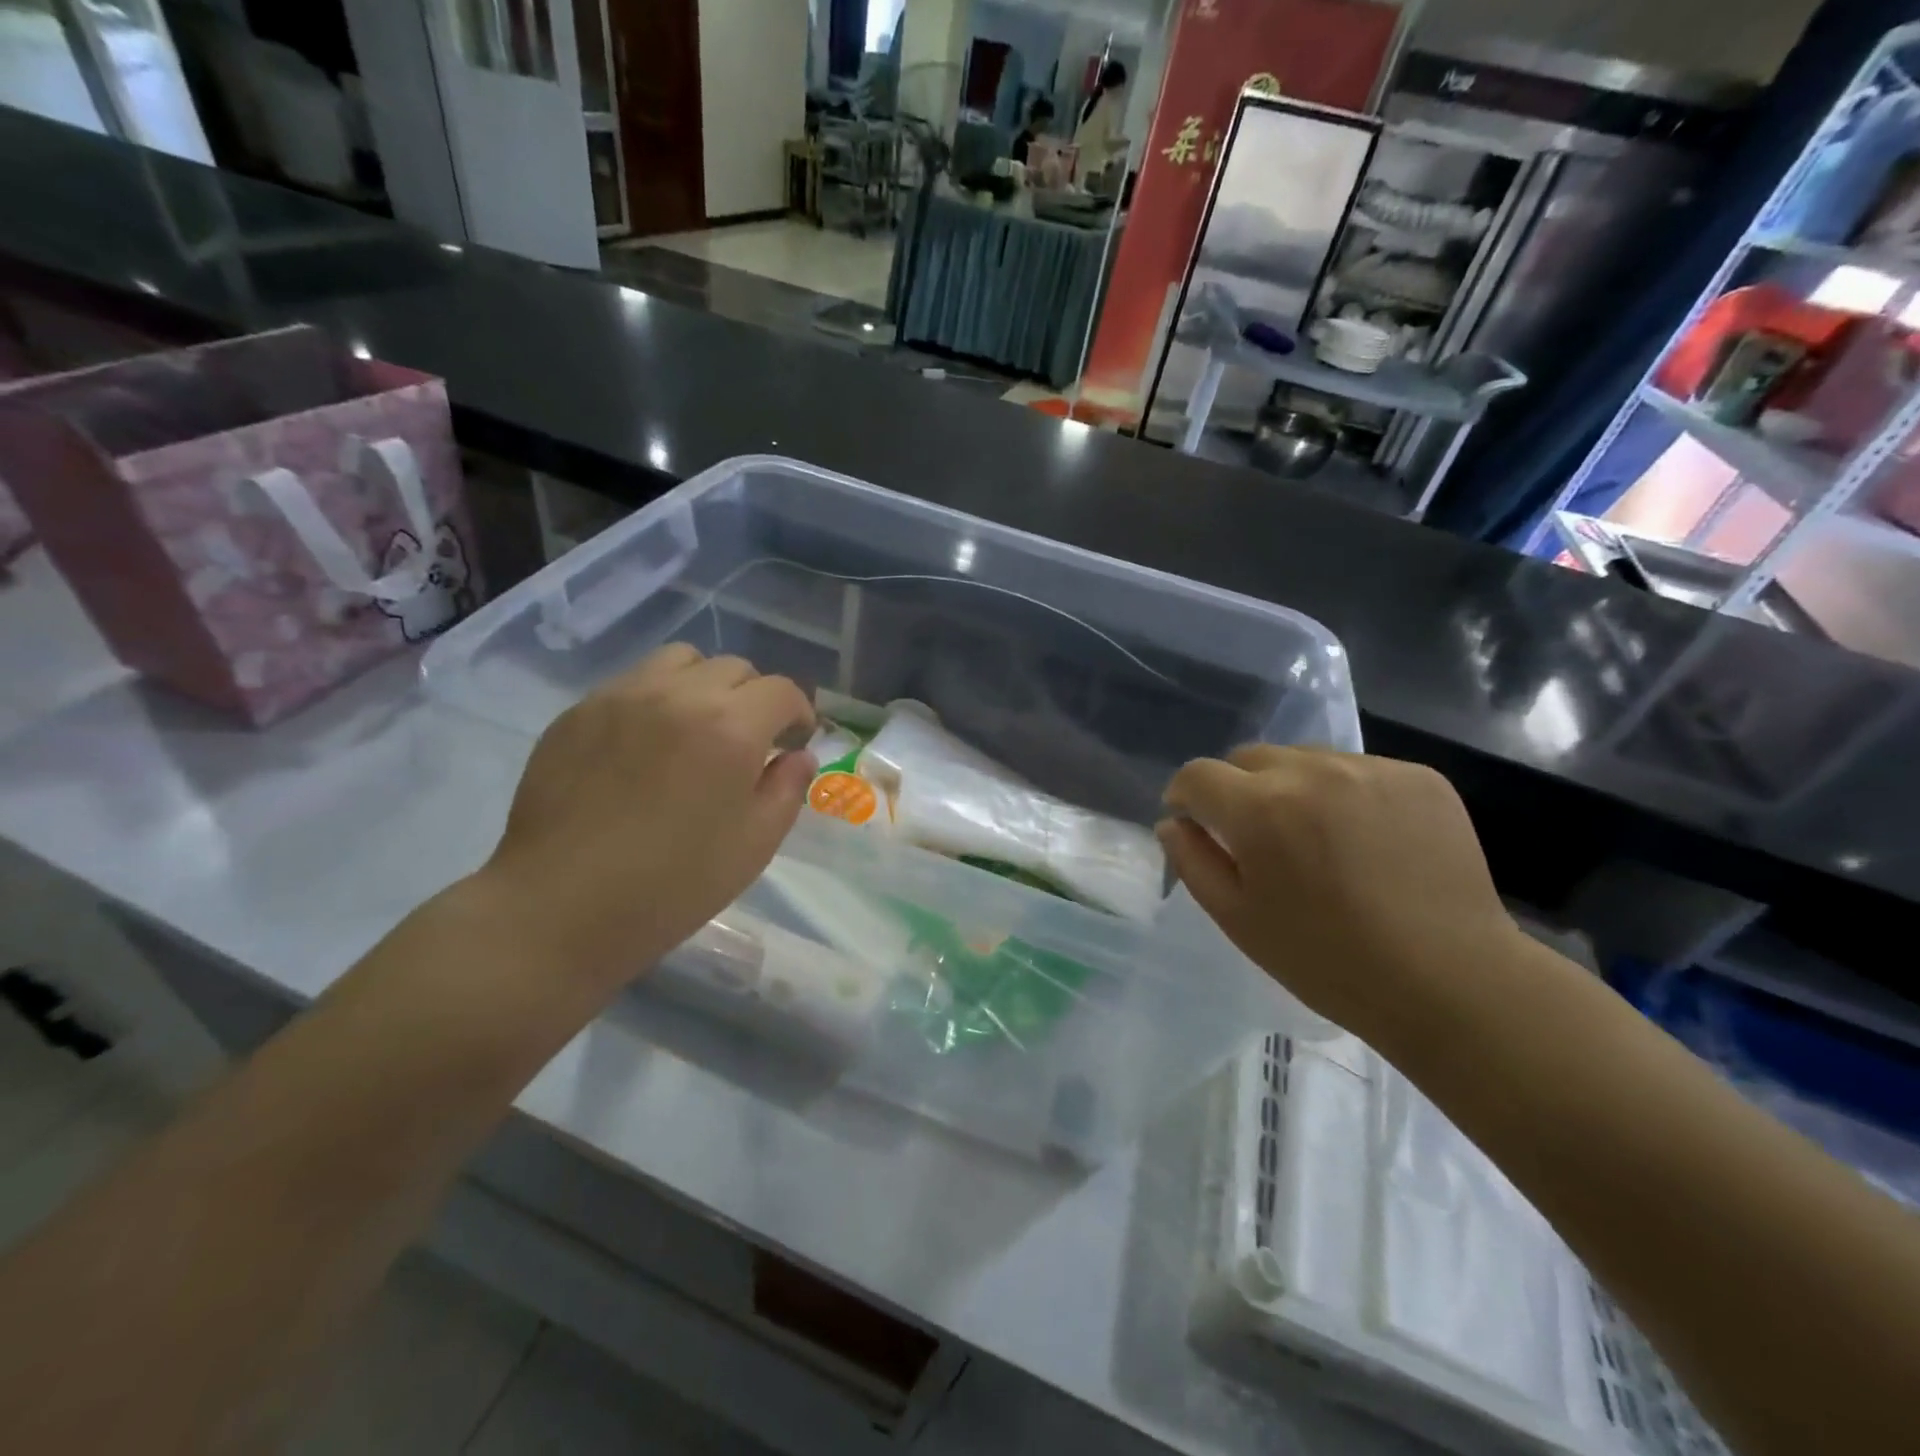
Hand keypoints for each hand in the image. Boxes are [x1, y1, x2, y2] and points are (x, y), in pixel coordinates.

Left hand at [475, 644, 814, 988]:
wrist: (560, 906)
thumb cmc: (672, 885)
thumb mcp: (754, 845)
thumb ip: (787, 789)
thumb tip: (797, 755)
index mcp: (731, 728)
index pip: (781, 691)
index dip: (798, 714)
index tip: (793, 742)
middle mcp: (679, 695)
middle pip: (734, 668)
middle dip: (754, 698)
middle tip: (748, 741)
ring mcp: (622, 696)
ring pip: (681, 661)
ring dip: (704, 685)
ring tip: (697, 727)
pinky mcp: (580, 711)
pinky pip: (634, 682)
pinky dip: (658, 699)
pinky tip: (646, 745)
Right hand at [1157, 745, 1520, 1046]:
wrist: (1451, 982)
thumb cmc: (1326, 960)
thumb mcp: (1238, 919)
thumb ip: (1193, 861)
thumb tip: (1173, 822)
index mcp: (1259, 808)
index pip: (1197, 775)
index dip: (1185, 797)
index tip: (1194, 823)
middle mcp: (1312, 771)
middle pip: (1248, 757)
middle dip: (1236, 789)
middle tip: (1257, 838)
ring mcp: (1371, 769)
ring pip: (1304, 759)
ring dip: (1291, 787)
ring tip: (1316, 838)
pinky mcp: (1419, 777)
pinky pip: (1357, 771)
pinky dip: (1345, 795)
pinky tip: (1365, 841)